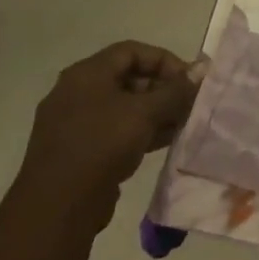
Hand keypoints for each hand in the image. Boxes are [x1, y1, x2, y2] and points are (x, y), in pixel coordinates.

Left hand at [15, 41, 200, 233]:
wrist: (57, 208)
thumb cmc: (102, 145)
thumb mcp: (145, 112)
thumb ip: (176, 90)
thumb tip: (202, 69)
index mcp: (86, 74)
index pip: (132, 51)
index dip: (165, 61)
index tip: (188, 79)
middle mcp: (76, 92)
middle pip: (128, 78)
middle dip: (162, 89)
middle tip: (188, 103)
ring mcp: (74, 123)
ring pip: (123, 107)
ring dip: (155, 113)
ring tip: (182, 124)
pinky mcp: (77, 151)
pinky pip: (113, 131)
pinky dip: (139, 131)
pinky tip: (164, 142)